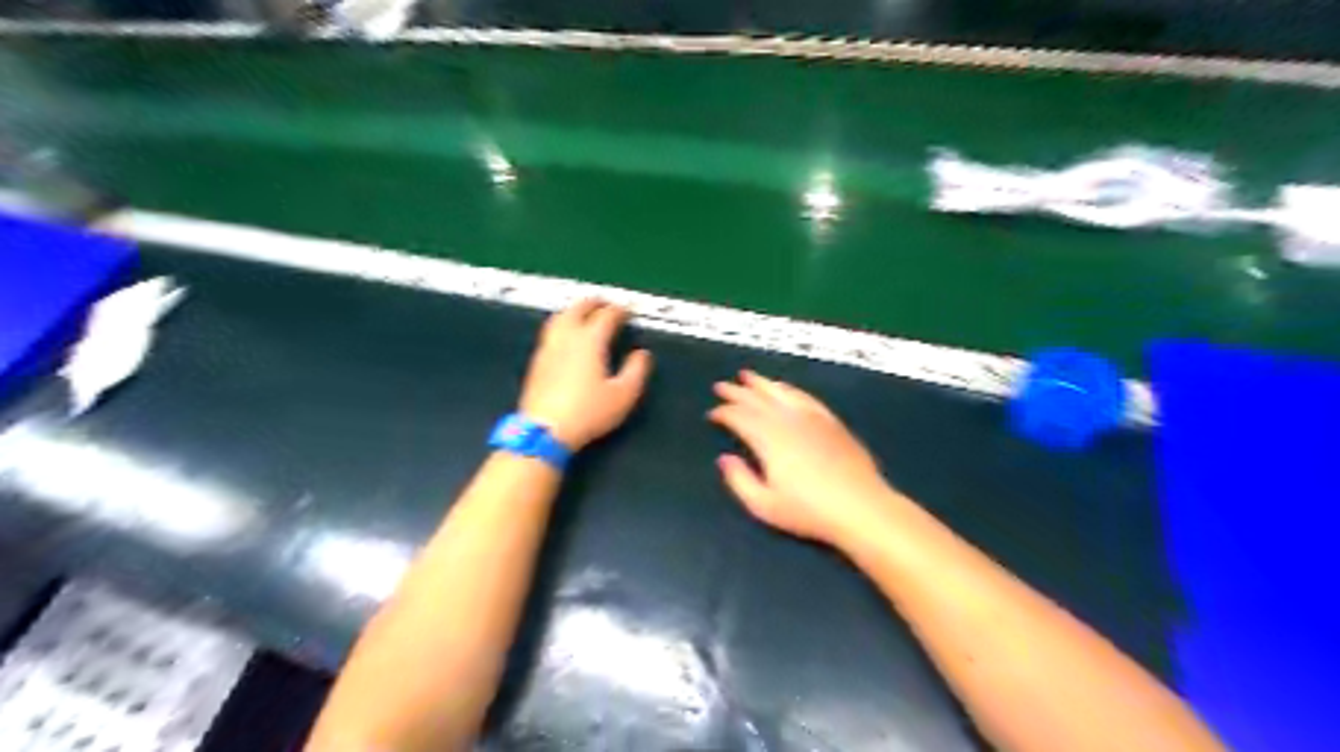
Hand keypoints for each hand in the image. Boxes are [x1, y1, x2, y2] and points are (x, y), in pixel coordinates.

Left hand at [518, 299, 655, 451]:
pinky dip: (562, 325)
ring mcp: (548, 348)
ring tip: (584, 313)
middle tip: (605, 303)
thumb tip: (642, 355)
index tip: (629, 311)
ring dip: (574, 310)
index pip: (606, 315)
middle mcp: (566, 337)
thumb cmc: (588, 412)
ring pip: (560, 317)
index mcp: (590, 340)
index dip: (620, 310)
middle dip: (594, 302)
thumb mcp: (623, 395)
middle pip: (578, 308)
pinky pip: (550, 332)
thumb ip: (636, 371)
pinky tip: (566, 337)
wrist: (544, 430)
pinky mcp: (537, 361)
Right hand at [712, 373, 898, 548]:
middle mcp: (788, 421)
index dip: (724, 413)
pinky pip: (805, 397)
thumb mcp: (764, 505)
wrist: (861, 507)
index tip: (712, 414)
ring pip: (781, 392)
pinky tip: (784, 388)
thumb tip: (724, 459)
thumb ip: (739, 480)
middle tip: (721, 385)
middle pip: (757, 400)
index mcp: (768, 439)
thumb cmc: (808, 511)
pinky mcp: (831, 421)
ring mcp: (812, 418)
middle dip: (737, 392)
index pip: (740, 417)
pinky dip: (790, 389)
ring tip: (748, 376)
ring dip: (761, 383)